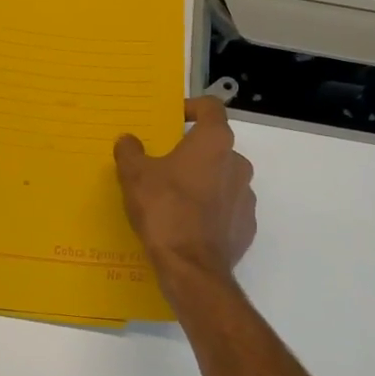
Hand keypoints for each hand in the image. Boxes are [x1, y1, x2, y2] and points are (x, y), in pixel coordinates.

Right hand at [114, 97, 256, 284]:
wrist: (191, 268)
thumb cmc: (164, 209)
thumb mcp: (134, 176)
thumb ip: (130, 151)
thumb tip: (128, 140)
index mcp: (214, 142)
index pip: (211, 108)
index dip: (192, 107)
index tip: (174, 119)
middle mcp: (237, 163)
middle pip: (215, 146)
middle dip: (192, 152)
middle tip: (164, 165)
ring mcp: (246, 196)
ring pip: (222, 178)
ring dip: (202, 181)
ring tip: (174, 198)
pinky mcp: (246, 226)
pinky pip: (227, 208)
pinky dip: (211, 210)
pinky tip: (188, 224)